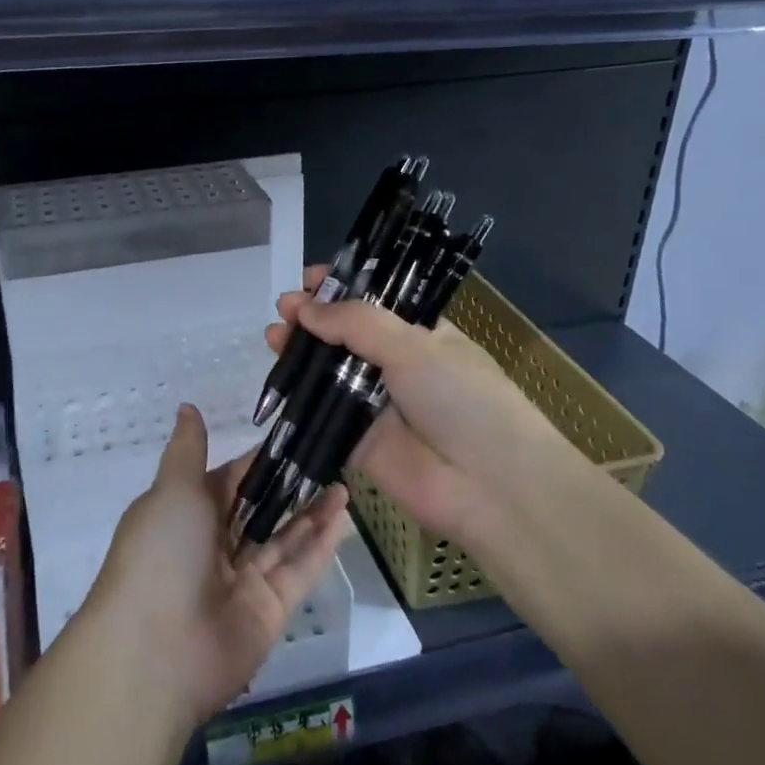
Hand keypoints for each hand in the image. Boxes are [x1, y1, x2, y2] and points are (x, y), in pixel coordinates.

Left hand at [86, 404, 350, 724]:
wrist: (154, 651)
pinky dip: (320, 546)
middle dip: (292, 488)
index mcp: (187, 514)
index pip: (231, 480)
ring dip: (312, 513)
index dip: (260, 461)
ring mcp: (243, 580)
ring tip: (344, 482)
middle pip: (261, 510)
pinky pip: (298, 571)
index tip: (295, 437)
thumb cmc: (160, 553)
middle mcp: (215, 546)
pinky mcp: (269, 612)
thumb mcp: (172, 490)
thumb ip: (188, 450)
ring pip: (284, 539)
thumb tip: (187, 406)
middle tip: (331, 458)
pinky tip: (344, 517)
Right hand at [266, 267, 582, 545]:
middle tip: (284, 307)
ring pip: (329, 371)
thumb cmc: (461, 398)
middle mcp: (395, 365)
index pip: (374, 302)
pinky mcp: (356, 441)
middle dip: (314, 318)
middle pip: (345, 335)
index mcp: (420, 334)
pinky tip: (277, 374)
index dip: (342, 289)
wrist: (490, 485)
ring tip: (274, 334)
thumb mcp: (413, 346)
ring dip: (301, 351)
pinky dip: (298, 395)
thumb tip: (304, 307)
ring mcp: (375, 404)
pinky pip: (322, 413)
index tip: (310, 279)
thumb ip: (355, 323)